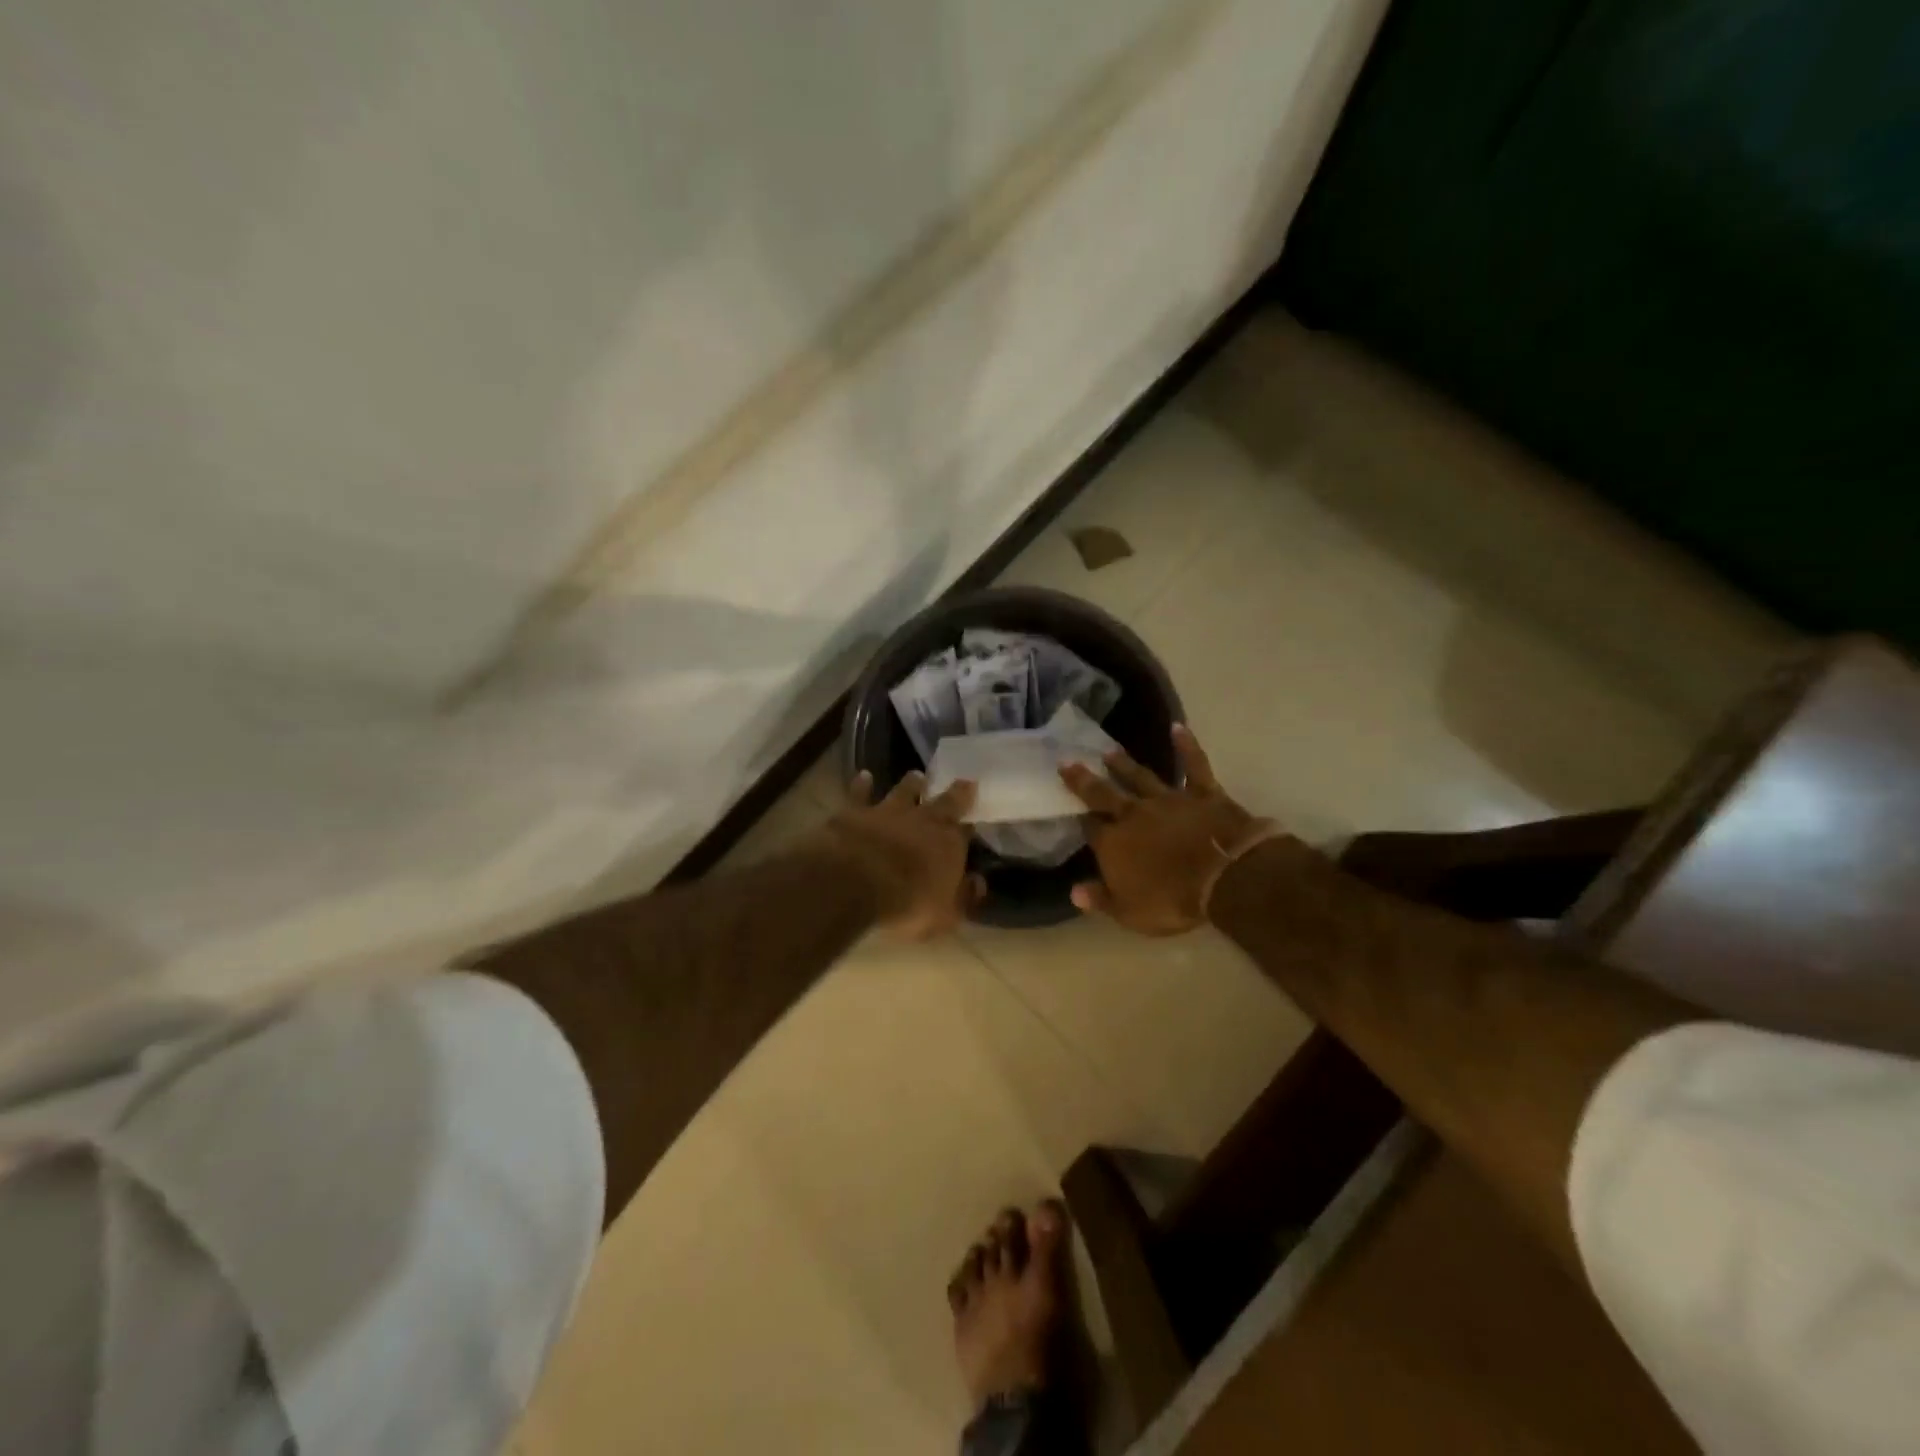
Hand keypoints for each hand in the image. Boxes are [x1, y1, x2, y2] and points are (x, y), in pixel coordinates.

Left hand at [820, 771, 983, 938]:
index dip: (970, 826)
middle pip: (944, 801)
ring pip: (904, 791)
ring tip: (917, 775)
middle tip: (964, 781)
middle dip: (955, 793)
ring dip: (912, 783)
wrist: (855, 884)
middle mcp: (923, 820)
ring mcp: (888, 812)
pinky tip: (865, 775)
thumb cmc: (907, 905)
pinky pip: (860, 794)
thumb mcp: (946, 915)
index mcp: (949, 843)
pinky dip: (863, 784)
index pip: (966, 830)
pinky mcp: (855, 812)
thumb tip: (979, 882)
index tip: (976, 817)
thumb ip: (965, 898)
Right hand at [1060, 725, 1281, 935]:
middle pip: (1104, 794)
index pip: (1091, 828)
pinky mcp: (1202, 793)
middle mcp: (1135, 815)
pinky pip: (1194, 766)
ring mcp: (1169, 800)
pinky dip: (1187, 746)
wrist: (1225, 876)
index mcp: (1114, 843)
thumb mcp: (1130, 913)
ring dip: (1124, 764)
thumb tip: (1074, 892)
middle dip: (1084, 780)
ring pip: (1141, 777)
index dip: (1081, 818)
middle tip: (1067, 761)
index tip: (1068, 806)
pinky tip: (1178, 728)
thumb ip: (1101, 899)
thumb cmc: (1172, 900)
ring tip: (1108, 750)